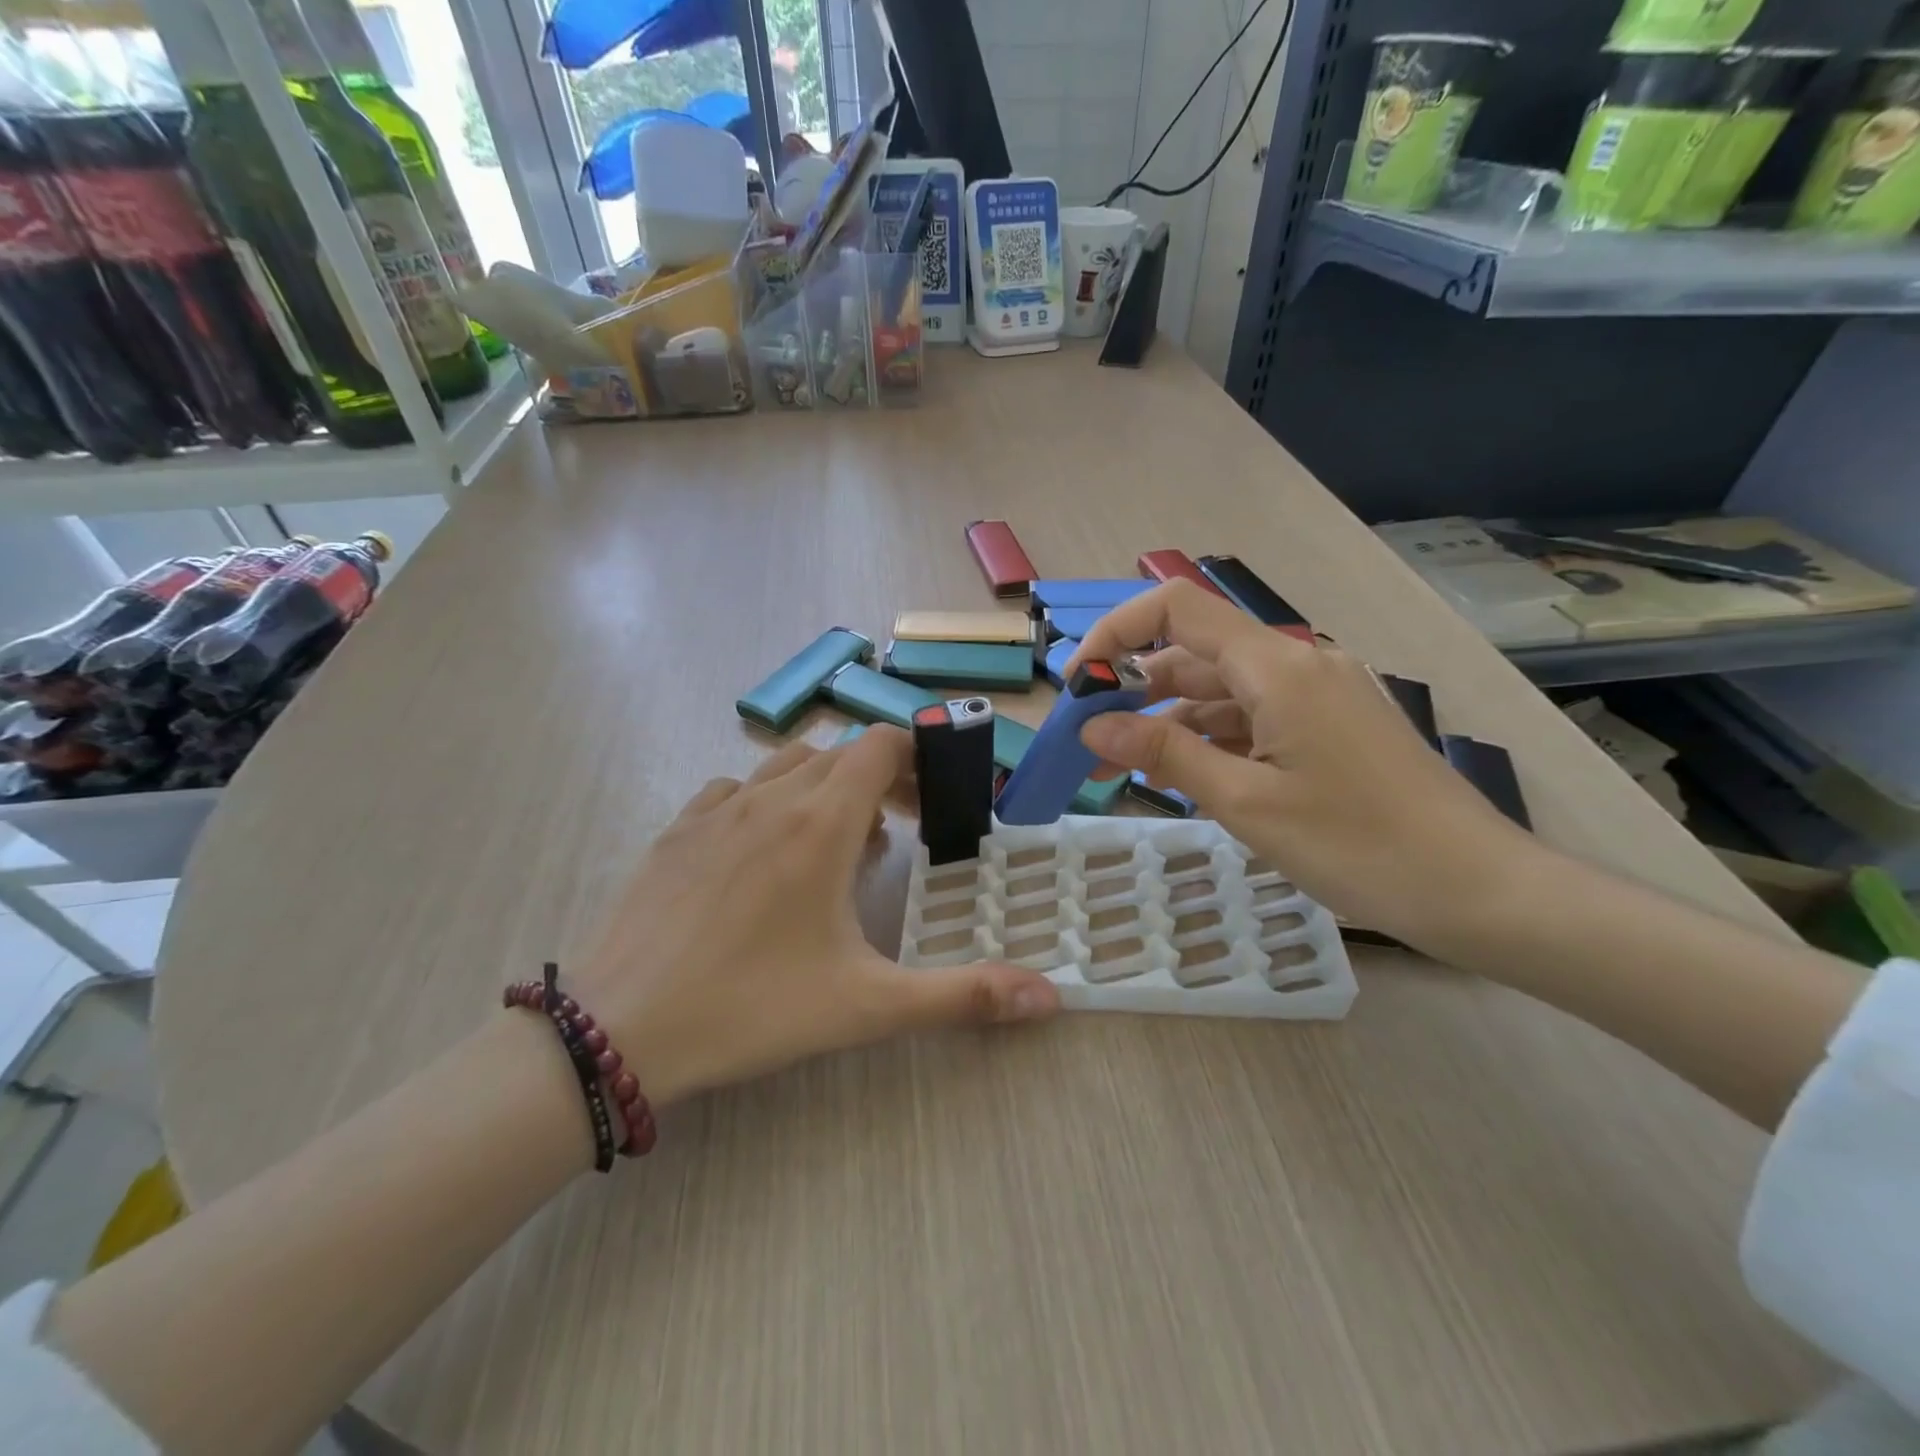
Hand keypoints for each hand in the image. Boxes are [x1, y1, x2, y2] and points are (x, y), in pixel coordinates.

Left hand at [572, 726, 1059, 1105]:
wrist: (617, 1030)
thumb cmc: (751, 1008)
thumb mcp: (867, 1005)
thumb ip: (963, 996)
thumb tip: (1052, 997)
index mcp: (820, 822)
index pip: (879, 745)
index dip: (916, 759)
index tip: (935, 801)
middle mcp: (770, 797)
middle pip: (839, 754)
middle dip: (879, 781)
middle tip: (900, 835)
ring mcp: (716, 809)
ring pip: (786, 765)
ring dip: (823, 787)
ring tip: (836, 844)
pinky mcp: (676, 830)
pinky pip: (735, 790)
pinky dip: (766, 801)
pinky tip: (764, 852)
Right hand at [1069, 580, 1533, 948]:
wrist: (1476, 889)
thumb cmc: (1357, 845)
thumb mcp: (1245, 802)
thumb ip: (1164, 755)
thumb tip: (1092, 727)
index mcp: (1277, 666)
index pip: (1176, 608)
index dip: (1117, 632)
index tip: (1078, 684)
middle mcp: (1297, 662)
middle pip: (1195, 652)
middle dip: (1134, 689)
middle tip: (1090, 740)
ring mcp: (1318, 693)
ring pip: (1222, 690)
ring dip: (1170, 721)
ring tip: (1124, 768)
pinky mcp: (1330, 725)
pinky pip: (1254, 716)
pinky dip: (1212, 738)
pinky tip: (1188, 776)